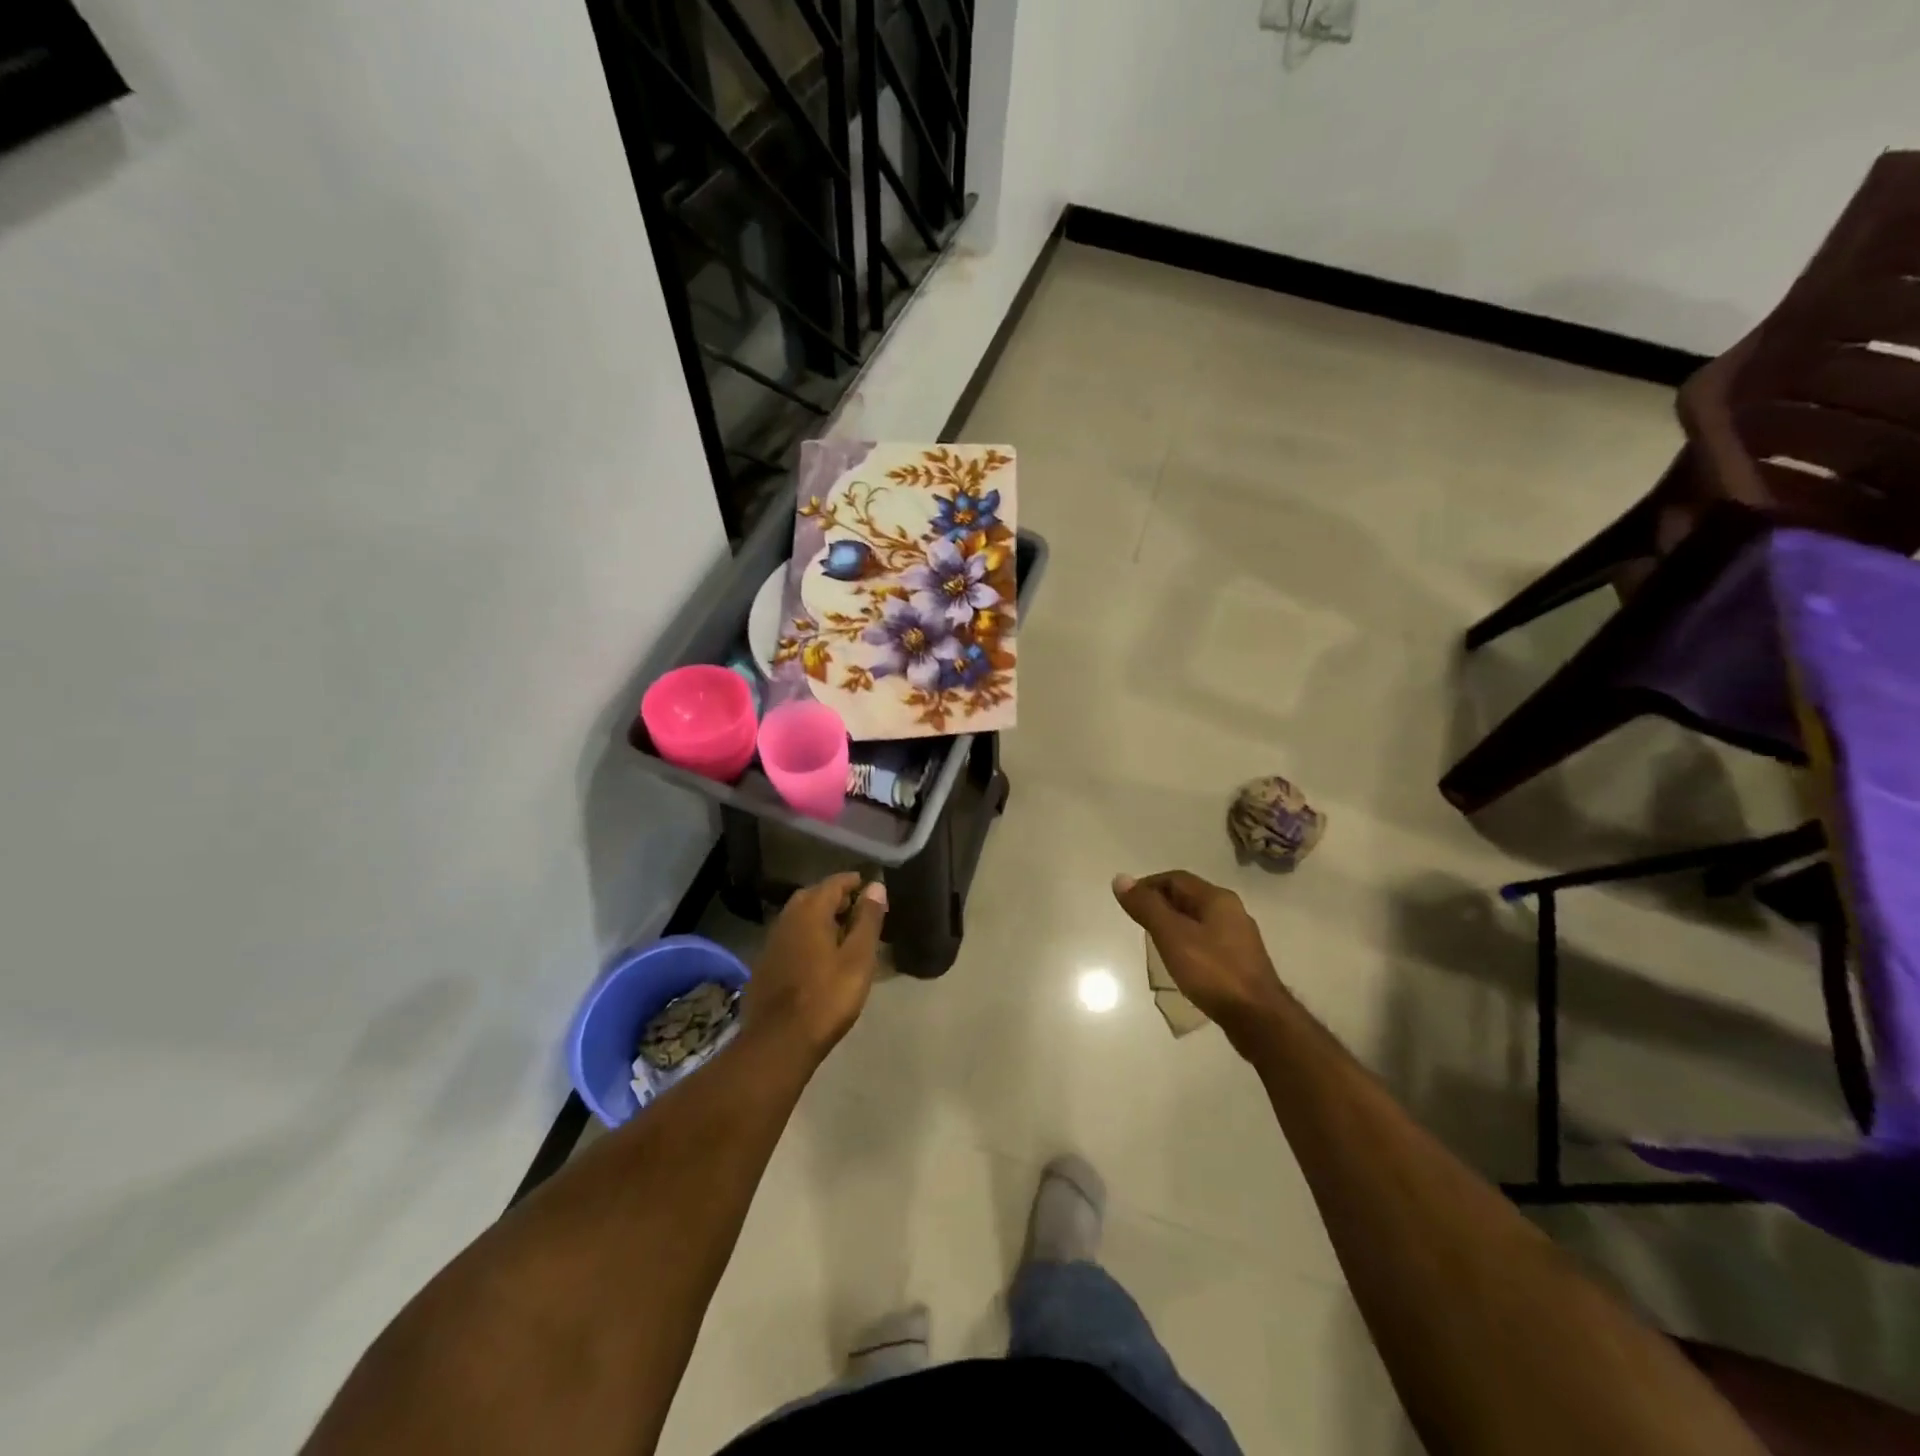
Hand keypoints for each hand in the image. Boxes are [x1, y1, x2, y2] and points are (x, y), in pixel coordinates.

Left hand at [742, 872, 886, 1059]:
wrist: (779, 1041)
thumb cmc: (827, 997)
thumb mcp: (858, 958)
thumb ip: (868, 919)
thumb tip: (876, 886)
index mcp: (810, 912)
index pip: (833, 884)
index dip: (852, 882)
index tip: (869, 886)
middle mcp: (786, 919)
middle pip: (811, 896)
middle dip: (834, 897)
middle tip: (856, 908)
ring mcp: (771, 943)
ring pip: (797, 917)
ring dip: (818, 916)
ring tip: (840, 931)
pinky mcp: (764, 965)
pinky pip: (789, 937)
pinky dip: (805, 935)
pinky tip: (816, 955)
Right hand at [1113, 870, 1288, 1045]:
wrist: (1259, 1019)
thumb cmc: (1212, 972)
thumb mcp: (1172, 935)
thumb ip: (1147, 907)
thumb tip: (1120, 879)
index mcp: (1217, 899)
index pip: (1175, 878)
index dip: (1148, 885)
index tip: (1128, 903)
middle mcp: (1232, 912)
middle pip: (1188, 897)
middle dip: (1160, 904)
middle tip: (1138, 922)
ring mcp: (1239, 938)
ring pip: (1198, 920)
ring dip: (1174, 925)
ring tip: (1154, 942)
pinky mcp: (1241, 962)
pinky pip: (1208, 941)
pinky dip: (1188, 943)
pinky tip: (1180, 962)